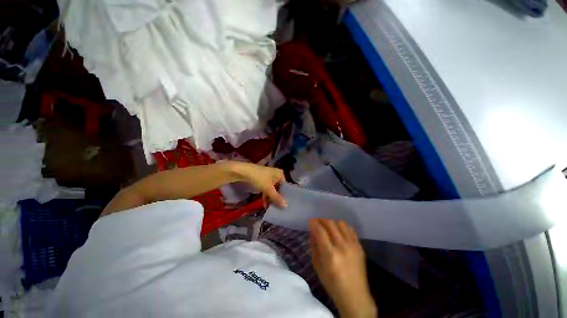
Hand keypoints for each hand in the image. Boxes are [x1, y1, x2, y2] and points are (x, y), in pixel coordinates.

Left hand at [230, 162, 286, 207]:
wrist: (243, 172)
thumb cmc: (259, 178)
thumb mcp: (268, 189)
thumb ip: (276, 198)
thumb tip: (286, 206)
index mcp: (280, 174)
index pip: (285, 186)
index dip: (285, 196)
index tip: (285, 205)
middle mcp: (276, 175)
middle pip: (278, 188)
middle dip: (277, 198)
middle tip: (278, 208)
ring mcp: (268, 177)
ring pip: (272, 189)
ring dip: (270, 198)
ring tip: (271, 208)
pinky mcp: (262, 180)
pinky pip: (266, 189)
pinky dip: (266, 195)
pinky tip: (265, 204)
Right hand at [309, 219, 376, 317]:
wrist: (355, 296)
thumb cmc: (332, 284)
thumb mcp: (317, 266)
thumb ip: (314, 246)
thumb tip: (312, 232)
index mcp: (330, 254)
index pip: (320, 231)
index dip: (313, 223)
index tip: (310, 220)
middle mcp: (342, 247)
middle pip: (330, 224)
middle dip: (321, 220)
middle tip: (317, 222)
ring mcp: (353, 246)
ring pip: (341, 223)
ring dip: (332, 222)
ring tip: (327, 226)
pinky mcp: (360, 246)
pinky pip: (350, 229)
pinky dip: (342, 227)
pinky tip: (338, 231)